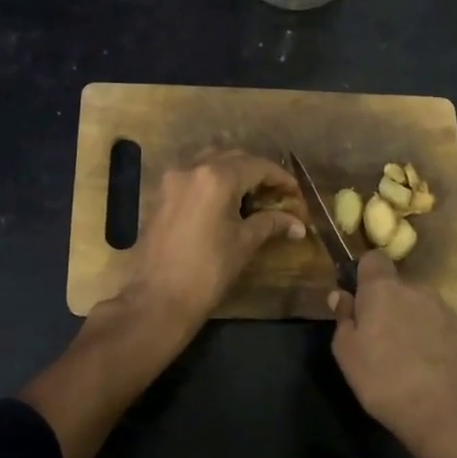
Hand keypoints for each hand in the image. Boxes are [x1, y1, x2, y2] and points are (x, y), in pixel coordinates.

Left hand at [120, 151, 304, 334]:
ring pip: (210, 162)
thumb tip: (298, 224)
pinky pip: (193, 177)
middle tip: (276, 194)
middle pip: (233, 158)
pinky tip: (224, 203)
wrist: (158, 298)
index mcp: (216, 177)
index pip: (257, 166)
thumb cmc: (207, 271)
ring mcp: (172, 180)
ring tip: (251, 195)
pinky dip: (212, 182)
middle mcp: (192, 169)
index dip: (281, 178)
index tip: (296, 193)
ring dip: (233, 172)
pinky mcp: (161, 195)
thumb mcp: (244, 243)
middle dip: (257, 172)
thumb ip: (271, 223)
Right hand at [329, 251, 456, 457]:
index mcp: (385, 289)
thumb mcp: (347, 353)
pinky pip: (442, 332)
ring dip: (412, 323)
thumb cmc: (385, 380)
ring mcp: (449, 313)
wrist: (450, 416)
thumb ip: (343, 319)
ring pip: (423, 308)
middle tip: (377, 338)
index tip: (358, 298)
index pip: (373, 258)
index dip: (364, 274)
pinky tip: (430, 373)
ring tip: (405, 359)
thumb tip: (341, 296)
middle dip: (388, 304)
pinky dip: (434, 344)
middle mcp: (419, 291)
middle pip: (399, 287)